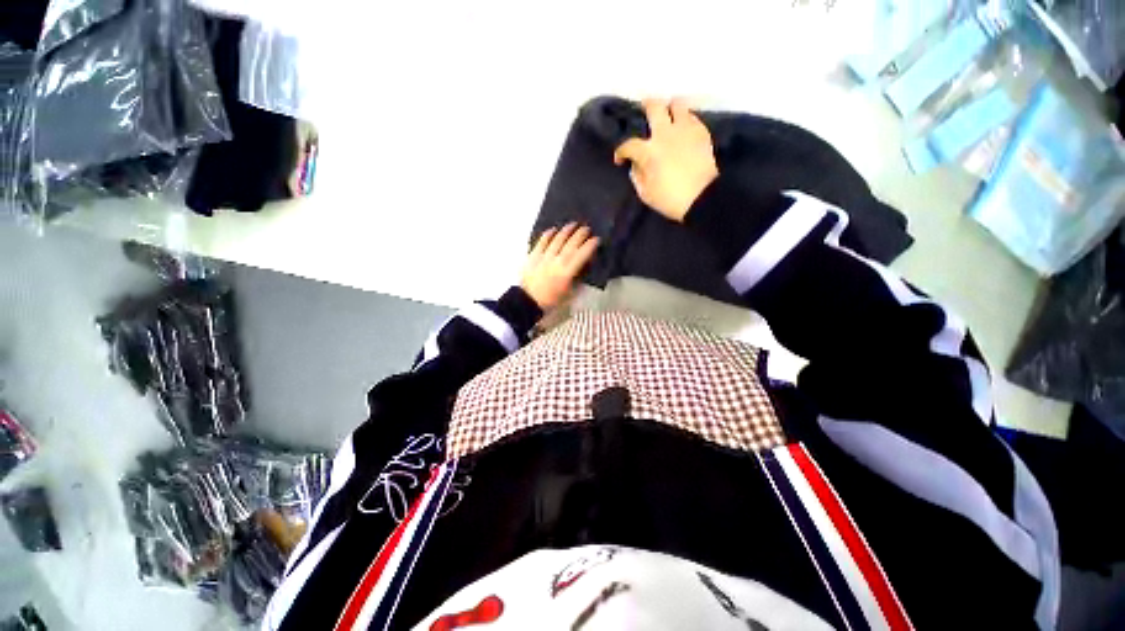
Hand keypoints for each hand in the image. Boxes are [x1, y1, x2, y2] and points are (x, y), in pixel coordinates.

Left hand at [521, 223, 598, 310]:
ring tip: (573, 224)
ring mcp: (544, 256)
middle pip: (571, 243)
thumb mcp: (569, 295)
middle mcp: (557, 261)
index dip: (591, 245)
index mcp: (567, 272)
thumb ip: (578, 280)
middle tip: (587, 228)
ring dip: (566, 230)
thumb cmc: (551, 301)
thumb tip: (584, 268)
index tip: (597, 239)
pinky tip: (553, 229)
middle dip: (581, 234)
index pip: (582, 254)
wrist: (527, 302)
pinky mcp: (533, 255)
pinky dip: (548, 234)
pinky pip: (542, 241)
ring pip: (557, 239)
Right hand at [613, 98, 718, 222]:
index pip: (628, 145)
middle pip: (654, 107)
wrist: (701, 198)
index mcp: (649, 151)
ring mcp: (685, 130)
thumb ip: (637, 176)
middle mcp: (666, 134)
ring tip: (668, 116)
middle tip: (644, 110)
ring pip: (677, 104)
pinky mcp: (701, 133)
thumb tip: (635, 164)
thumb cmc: (670, 199)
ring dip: (670, 108)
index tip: (620, 159)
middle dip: (646, 106)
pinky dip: (685, 120)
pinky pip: (692, 117)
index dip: (621, 152)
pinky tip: (683, 129)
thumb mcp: (645, 193)